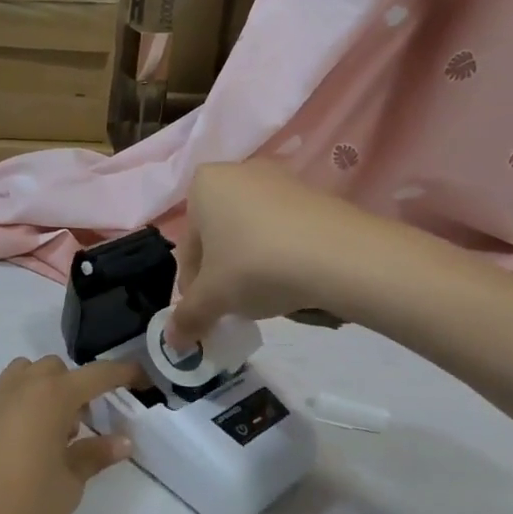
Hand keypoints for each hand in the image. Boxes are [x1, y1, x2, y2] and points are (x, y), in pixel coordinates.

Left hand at [0, 357, 141, 513]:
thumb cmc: (22, 505)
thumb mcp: (69, 484)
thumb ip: (95, 456)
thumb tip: (123, 441)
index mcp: (53, 395)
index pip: (97, 375)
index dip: (123, 373)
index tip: (142, 379)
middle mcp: (22, 385)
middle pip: (57, 369)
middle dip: (76, 387)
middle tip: (85, 425)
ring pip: (26, 373)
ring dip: (44, 389)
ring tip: (50, 430)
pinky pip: (2, 392)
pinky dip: (17, 401)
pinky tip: (19, 435)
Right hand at [169, 161, 361, 348]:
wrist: (339, 255)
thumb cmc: (256, 265)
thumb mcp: (214, 298)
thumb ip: (188, 317)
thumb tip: (172, 342)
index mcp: (204, 185)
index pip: (187, 247)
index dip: (192, 287)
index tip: (205, 314)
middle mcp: (238, 172)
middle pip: (218, 237)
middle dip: (222, 274)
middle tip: (233, 307)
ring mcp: (280, 179)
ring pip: (251, 234)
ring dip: (250, 266)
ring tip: (265, 297)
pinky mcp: (314, 194)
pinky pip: (283, 231)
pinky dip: (280, 256)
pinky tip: (292, 281)